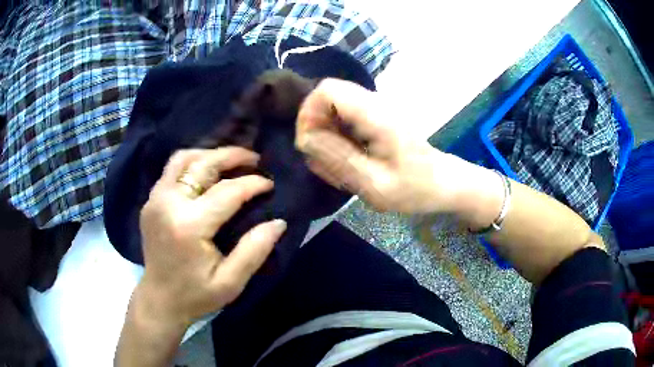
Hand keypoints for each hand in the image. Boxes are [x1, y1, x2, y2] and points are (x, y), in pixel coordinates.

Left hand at [136, 147, 286, 327]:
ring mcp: (155, 199)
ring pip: (183, 159)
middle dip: (232, 156)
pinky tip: (207, 172)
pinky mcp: (151, 201)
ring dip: (210, 155)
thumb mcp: (230, 283)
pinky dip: (193, 163)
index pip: (226, 192)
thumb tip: (278, 222)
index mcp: (189, 226)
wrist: (160, 299)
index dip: (252, 184)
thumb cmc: (196, 295)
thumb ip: (254, 251)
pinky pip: (172, 170)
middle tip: (255, 158)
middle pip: (202, 164)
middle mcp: (168, 204)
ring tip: (231, 160)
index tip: (270, 184)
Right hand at [296, 78, 482, 214]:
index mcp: (376, 115)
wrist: (442, 182)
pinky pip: (344, 117)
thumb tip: (304, 139)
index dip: (308, 113)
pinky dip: (337, 137)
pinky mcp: (375, 117)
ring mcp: (375, 108)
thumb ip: (338, 159)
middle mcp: (374, 103)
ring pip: (333, 107)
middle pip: (327, 96)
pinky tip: (347, 160)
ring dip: (326, 134)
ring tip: (336, 164)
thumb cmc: (415, 188)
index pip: (326, 90)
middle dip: (315, 126)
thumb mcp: (375, 184)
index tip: (309, 144)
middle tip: (322, 159)